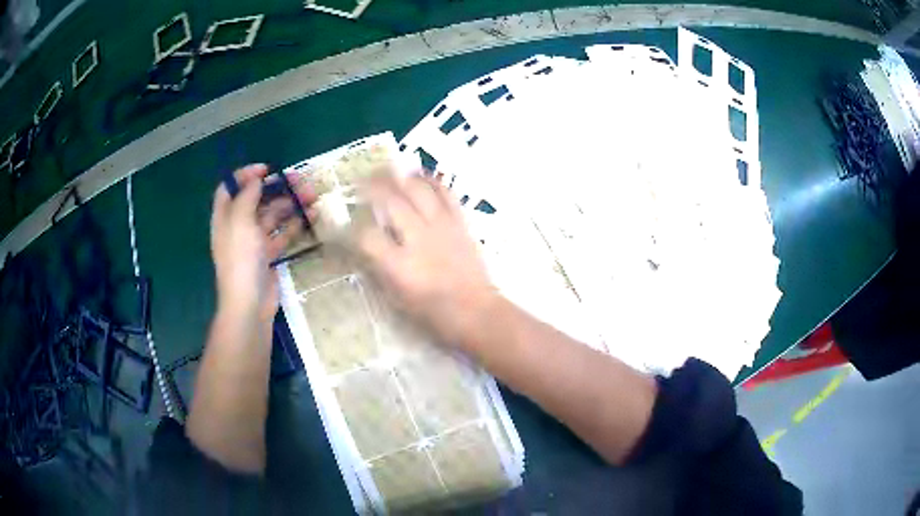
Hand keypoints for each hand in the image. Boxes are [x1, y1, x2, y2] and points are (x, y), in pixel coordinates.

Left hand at [210, 164, 313, 323]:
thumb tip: (256, 179)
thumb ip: (248, 196)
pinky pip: (283, 234)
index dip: (246, 175)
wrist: (250, 303)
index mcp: (226, 217)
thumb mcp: (240, 222)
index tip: (267, 169)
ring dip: (291, 204)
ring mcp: (254, 241)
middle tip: (300, 181)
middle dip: (278, 188)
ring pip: (273, 215)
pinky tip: (311, 217)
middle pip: (257, 199)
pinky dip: (296, 224)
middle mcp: (238, 226)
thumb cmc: (241, 259)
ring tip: (312, 197)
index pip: (231, 187)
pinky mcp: (269, 255)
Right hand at [356, 174, 497, 345]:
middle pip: (391, 202)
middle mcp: (419, 239)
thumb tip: (362, 248)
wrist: (476, 311)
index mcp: (400, 266)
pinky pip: (446, 193)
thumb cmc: (433, 313)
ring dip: (400, 177)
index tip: (343, 223)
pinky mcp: (459, 223)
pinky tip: (420, 175)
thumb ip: (378, 270)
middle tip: (361, 179)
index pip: (367, 236)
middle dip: (372, 187)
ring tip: (388, 170)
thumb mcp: (397, 299)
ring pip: (418, 190)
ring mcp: (442, 228)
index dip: (350, 228)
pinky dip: (431, 181)